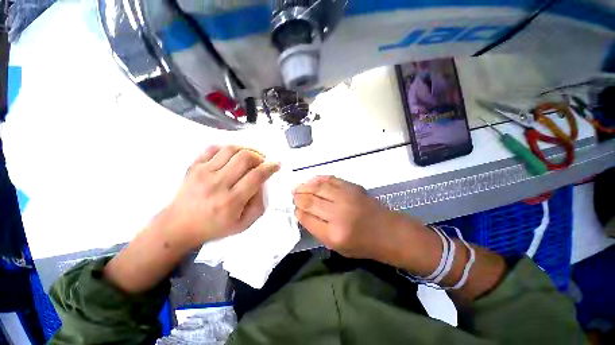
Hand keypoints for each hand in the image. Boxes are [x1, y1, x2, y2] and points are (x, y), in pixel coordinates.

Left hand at [160, 145, 279, 248]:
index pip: (256, 176)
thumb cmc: (214, 227)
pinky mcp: (193, 166)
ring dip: (246, 150)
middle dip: (260, 157)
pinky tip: (233, 156)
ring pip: (231, 149)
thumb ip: (259, 204)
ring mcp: (203, 172)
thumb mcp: (244, 224)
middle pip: (245, 158)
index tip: (276, 165)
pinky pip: (213, 148)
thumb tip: (262, 183)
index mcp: (231, 201)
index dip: (270, 167)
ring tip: (251, 156)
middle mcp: (217, 184)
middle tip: (262, 163)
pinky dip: (228, 148)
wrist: (178, 226)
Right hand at [293, 176, 419, 261]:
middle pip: (311, 201)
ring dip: (305, 186)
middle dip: (298, 197)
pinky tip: (311, 180)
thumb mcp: (338, 247)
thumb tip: (303, 213)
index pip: (308, 218)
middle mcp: (339, 214)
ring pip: (319, 187)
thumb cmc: (363, 244)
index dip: (298, 212)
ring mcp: (346, 197)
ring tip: (297, 187)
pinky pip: (331, 179)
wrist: (388, 232)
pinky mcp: (353, 187)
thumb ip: (318, 230)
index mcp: (334, 234)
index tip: (294, 208)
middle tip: (292, 195)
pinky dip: (319, 178)